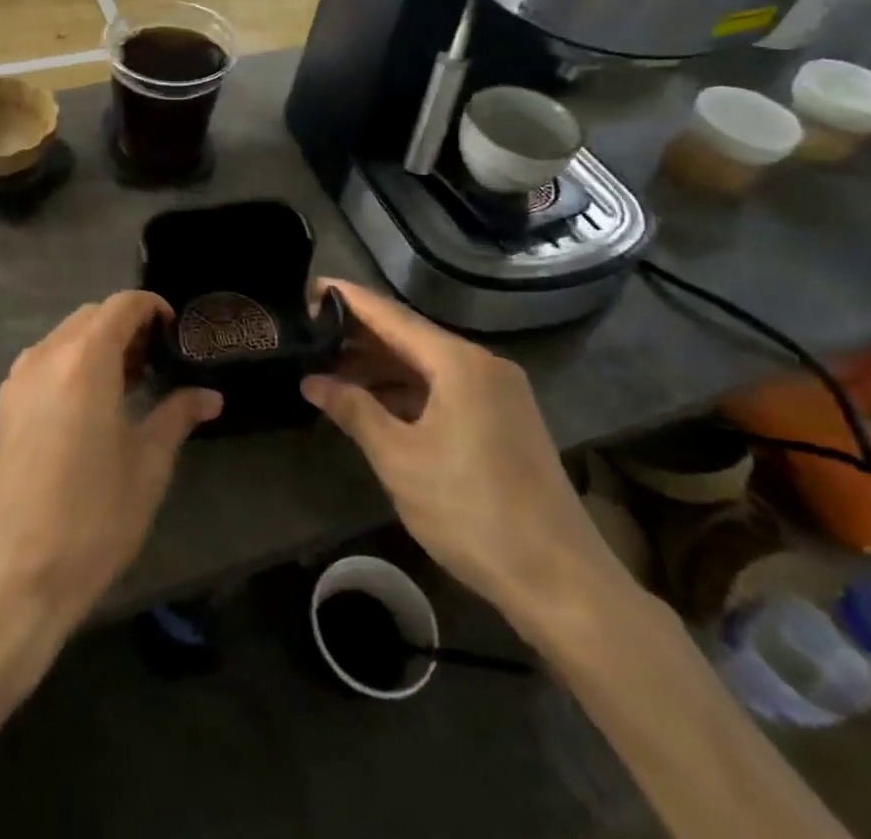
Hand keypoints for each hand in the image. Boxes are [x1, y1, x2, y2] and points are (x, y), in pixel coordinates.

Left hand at [0, 293, 221, 637]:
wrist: (13, 577)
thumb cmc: (92, 518)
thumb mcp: (147, 466)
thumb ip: (177, 417)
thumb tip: (210, 397)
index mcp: (83, 360)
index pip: (120, 306)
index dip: (151, 307)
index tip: (175, 329)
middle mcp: (45, 357)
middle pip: (90, 317)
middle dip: (125, 326)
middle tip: (158, 359)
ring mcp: (18, 381)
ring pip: (64, 338)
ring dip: (97, 345)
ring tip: (130, 381)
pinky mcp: (4, 407)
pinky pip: (44, 363)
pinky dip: (72, 364)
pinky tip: (92, 404)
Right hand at [301, 280, 626, 636]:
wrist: (561, 583)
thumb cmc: (471, 512)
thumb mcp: (399, 459)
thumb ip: (353, 410)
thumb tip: (312, 381)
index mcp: (459, 363)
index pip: (390, 315)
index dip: (347, 300)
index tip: (308, 288)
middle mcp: (483, 365)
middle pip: (410, 335)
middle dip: (359, 335)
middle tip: (310, 334)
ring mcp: (499, 392)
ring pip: (427, 364)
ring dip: (381, 366)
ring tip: (331, 369)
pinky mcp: (504, 420)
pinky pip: (445, 387)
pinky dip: (407, 390)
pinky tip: (375, 402)